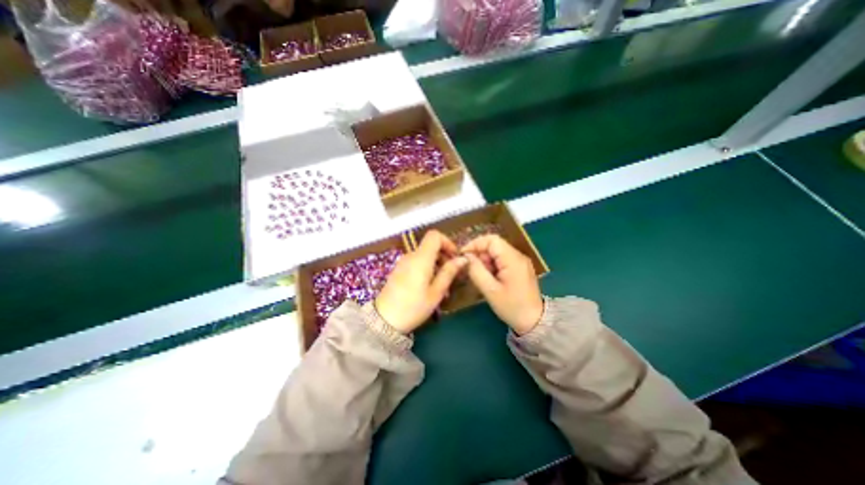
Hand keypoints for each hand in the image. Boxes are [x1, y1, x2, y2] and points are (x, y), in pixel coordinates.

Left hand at [373, 229, 466, 332]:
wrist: (384, 320)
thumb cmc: (414, 307)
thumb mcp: (436, 291)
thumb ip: (449, 272)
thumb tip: (463, 259)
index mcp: (421, 258)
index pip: (434, 235)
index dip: (447, 242)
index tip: (455, 257)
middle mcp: (411, 256)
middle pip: (430, 246)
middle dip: (444, 256)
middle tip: (452, 275)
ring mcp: (403, 263)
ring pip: (424, 256)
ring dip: (436, 265)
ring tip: (443, 285)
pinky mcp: (399, 270)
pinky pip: (416, 263)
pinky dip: (427, 269)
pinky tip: (430, 286)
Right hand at [462, 233, 541, 333]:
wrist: (535, 322)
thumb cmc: (512, 307)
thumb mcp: (490, 291)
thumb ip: (476, 271)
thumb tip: (466, 257)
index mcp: (513, 259)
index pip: (492, 240)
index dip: (475, 244)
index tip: (463, 255)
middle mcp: (518, 256)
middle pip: (494, 245)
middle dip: (479, 254)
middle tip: (471, 269)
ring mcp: (520, 262)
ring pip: (496, 253)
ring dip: (485, 261)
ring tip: (480, 277)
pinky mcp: (519, 268)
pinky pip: (502, 260)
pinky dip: (492, 266)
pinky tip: (489, 279)